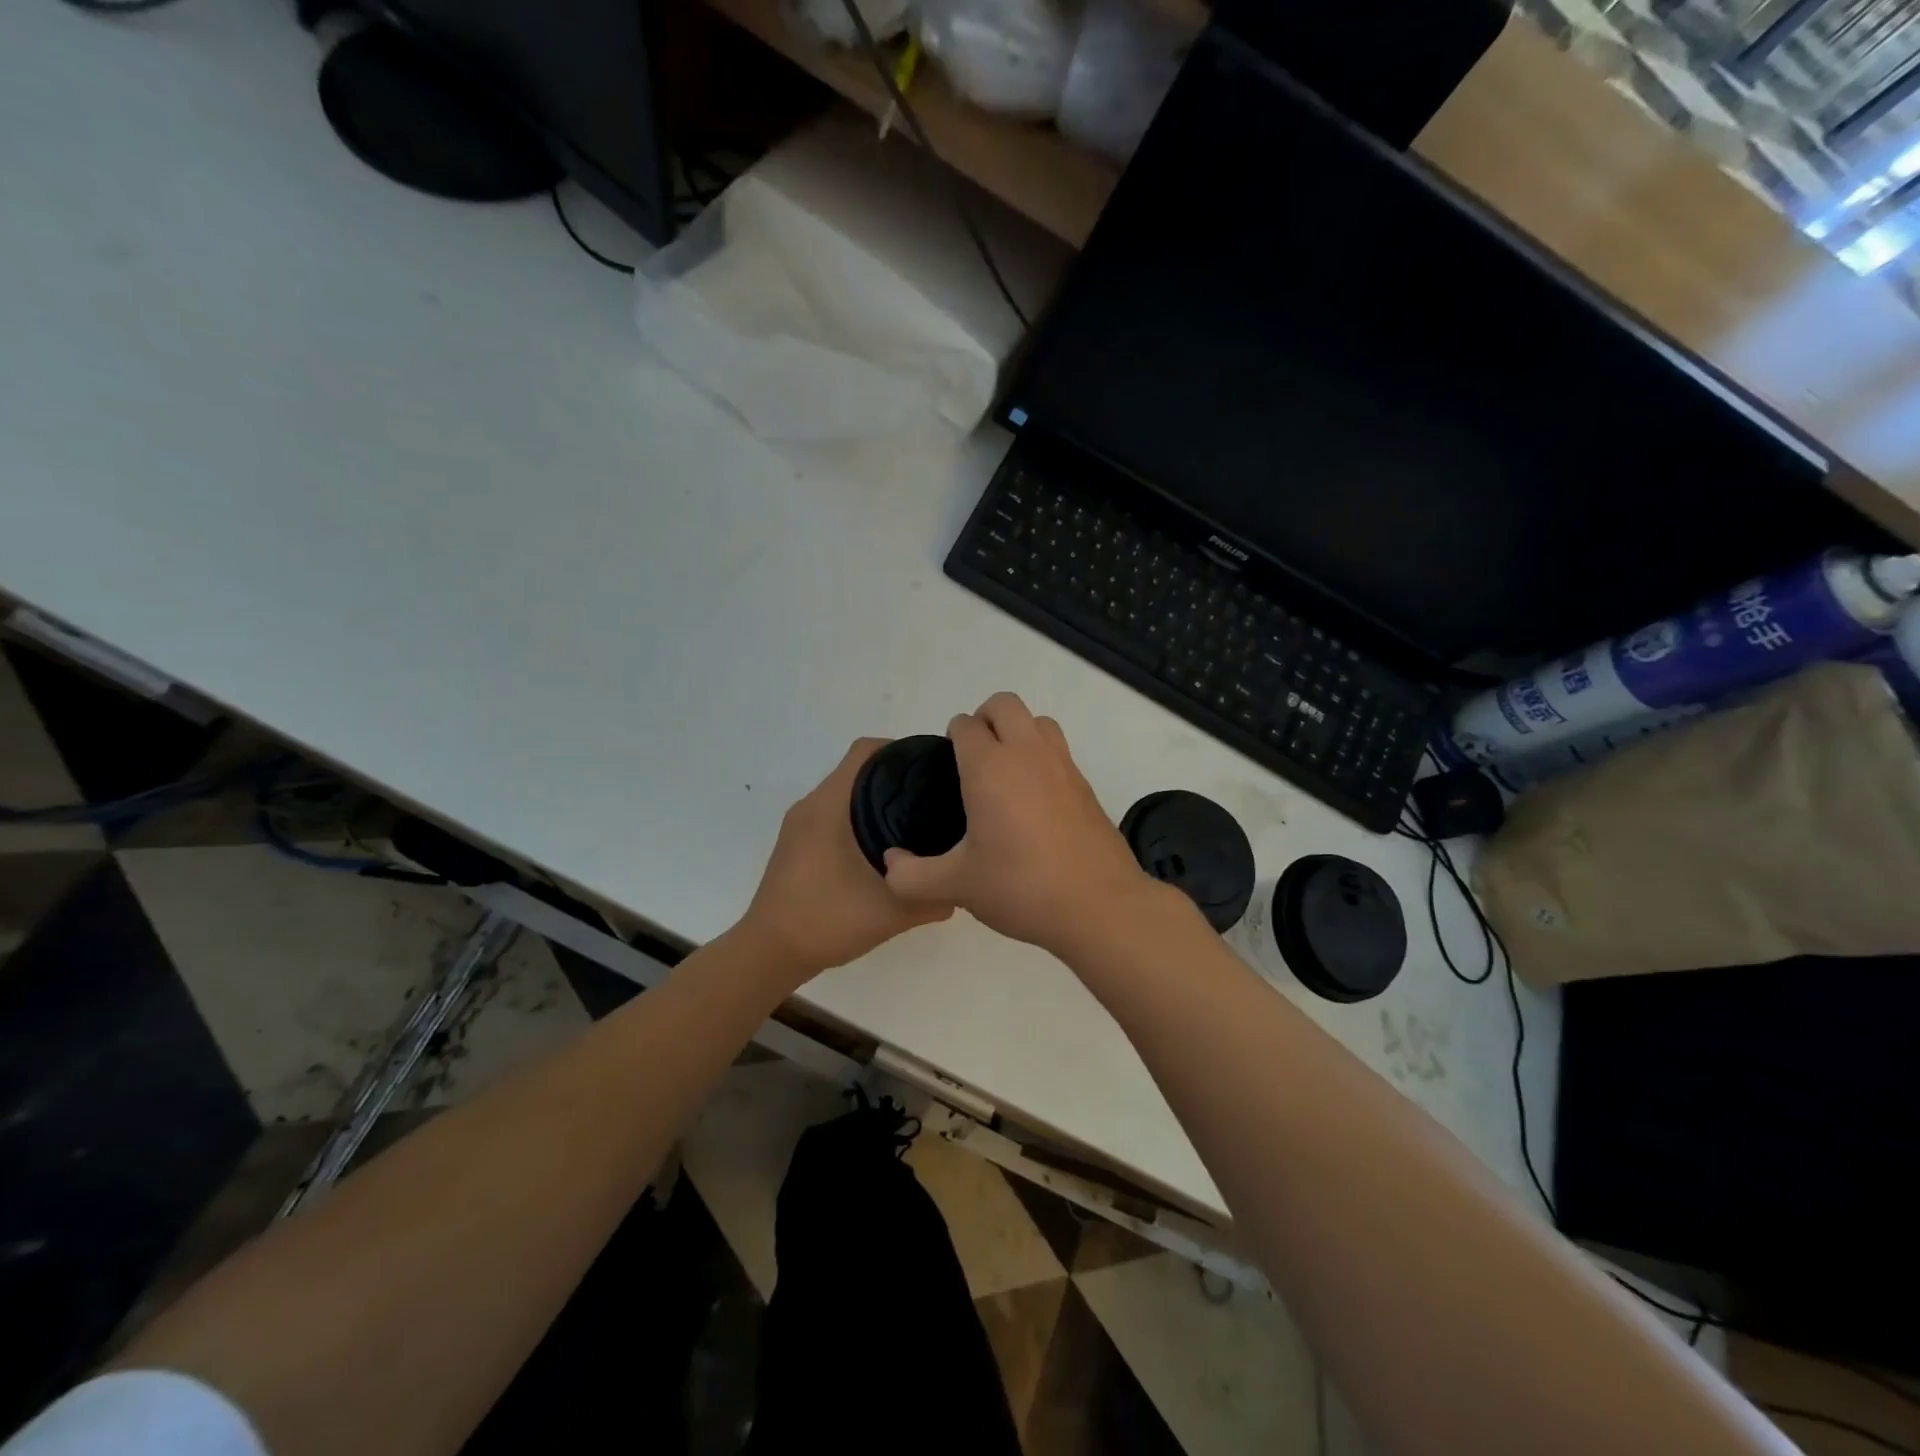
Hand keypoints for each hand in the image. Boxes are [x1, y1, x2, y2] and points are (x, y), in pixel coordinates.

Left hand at [739, 738, 954, 984]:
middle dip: (896, 774)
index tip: (933, 766)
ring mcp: (800, 824)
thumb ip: (929, 898)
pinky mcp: (798, 843)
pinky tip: (886, 845)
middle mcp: (811, 805)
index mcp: (829, 806)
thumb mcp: (889, 912)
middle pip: (858, 768)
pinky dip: (860, 816)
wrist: (770, 952)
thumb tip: (960, 890)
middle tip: (935, 795)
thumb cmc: (825, 920)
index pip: (865, 751)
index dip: (901, 749)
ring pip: (846, 792)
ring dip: (877, 797)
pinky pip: (834, 813)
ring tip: (917, 818)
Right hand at [882, 692, 1160, 954]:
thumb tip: (890, 863)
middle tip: (973, 760)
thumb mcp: (957, 886)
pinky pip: (1058, 751)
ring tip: (1005, 774)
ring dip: (1018, 731)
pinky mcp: (1086, 785)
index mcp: (990, 767)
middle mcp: (1027, 753)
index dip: (952, 739)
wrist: (1098, 905)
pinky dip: (1042, 758)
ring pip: (1037, 721)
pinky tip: (1034, 802)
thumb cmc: (1021, 886)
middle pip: (1004, 704)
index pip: (965, 725)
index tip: (948, 769)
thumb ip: (912, 875)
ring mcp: (1062, 765)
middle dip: (984, 719)